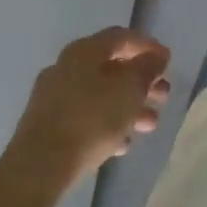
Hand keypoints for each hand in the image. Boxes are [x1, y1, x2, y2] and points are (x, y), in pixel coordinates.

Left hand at [7, 28, 172, 192]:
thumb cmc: (91, 119)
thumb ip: (148, 68)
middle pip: (112, 67)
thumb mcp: (131, 89)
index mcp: (85, 51)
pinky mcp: (47, 126)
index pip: (122, 37)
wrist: (38, 169)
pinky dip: (107, 124)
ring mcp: (53, 97)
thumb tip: (157, 56)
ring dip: (128, 106)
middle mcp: (66, 67)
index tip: (168, 62)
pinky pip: (85, 117)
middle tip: (163, 96)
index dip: (148, 46)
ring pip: (100, 94)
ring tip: (150, 125)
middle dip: (141, 82)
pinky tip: (123, 144)